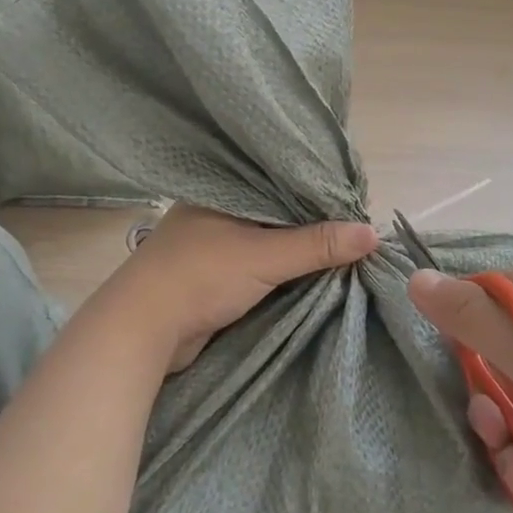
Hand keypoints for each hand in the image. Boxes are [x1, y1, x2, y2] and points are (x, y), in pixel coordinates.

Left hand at [102, 204, 379, 371]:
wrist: (140, 332)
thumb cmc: (199, 277)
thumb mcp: (264, 256)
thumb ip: (316, 244)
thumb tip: (372, 233)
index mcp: (223, 189)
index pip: (281, 179)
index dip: (317, 189)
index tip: (355, 199)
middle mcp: (218, 209)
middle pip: (278, 211)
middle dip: (312, 222)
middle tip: (357, 226)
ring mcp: (214, 242)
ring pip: (268, 239)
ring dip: (298, 248)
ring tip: (345, 246)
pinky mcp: (214, 273)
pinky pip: (259, 263)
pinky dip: (282, 268)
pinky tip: (312, 270)